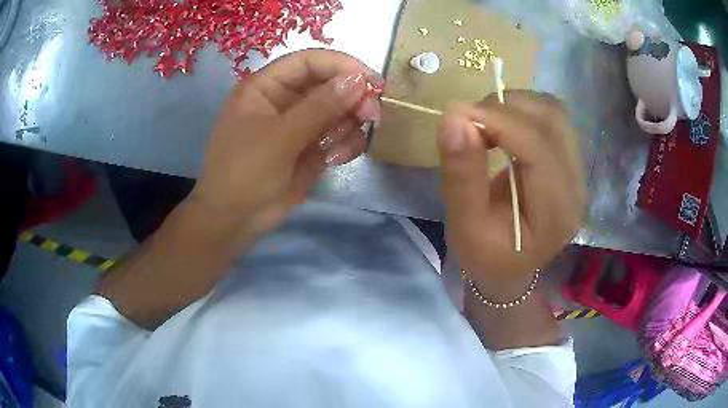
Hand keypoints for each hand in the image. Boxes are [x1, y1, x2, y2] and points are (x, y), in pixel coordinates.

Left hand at [190, 50, 381, 239]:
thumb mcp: (280, 136)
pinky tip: (334, 160)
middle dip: (352, 98)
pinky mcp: (311, 148)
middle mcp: (284, 100)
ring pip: (338, 111)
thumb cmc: (245, 172)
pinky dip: (344, 145)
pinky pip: (338, 136)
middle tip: (371, 115)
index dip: (341, 65)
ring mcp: (299, 125)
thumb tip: (358, 79)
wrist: (235, 220)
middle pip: (329, 85)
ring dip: (348, 125)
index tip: (371, 81)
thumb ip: (320, 106)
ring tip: (339, 148)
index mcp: (266, 87)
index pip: (308, 62)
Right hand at [437, 91, 585, 298]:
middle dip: (506, 108)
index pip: (537, 146)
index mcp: (556, 212)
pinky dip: (521, 112)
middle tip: (468, 121)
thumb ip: (461, 176)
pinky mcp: (570, 160)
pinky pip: (551, 119)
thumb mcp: (464, 228)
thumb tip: (454, 118)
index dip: (498, 120)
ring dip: (514, 106)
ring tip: (484, 124)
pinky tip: (501, 129)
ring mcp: (577, 170)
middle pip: (552, 120)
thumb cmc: (486, 256)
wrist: (510, 266)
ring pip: (553, 112)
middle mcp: (576, 186)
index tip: (456, 115)